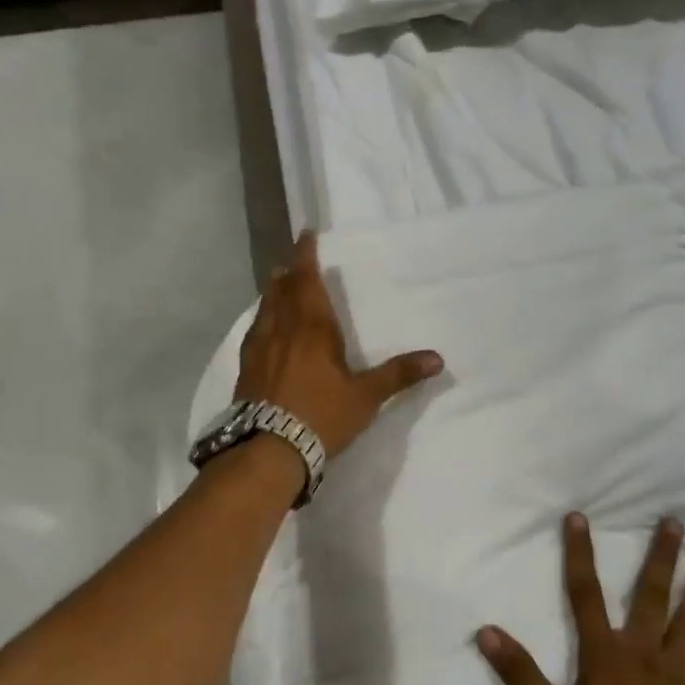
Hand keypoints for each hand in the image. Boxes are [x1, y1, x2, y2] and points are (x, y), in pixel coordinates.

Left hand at [235, 231, 443, 457]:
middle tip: (293, 262)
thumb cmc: (321, 416)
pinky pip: (254, 332)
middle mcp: (282, 330)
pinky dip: (262, 320)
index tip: (305, 235)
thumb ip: (398, 375)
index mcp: (312, 328)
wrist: (269, 449)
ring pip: (265, 309)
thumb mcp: (365, 397)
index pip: (307, 280)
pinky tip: (263, 330)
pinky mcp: (246, 369)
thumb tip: (437, 358)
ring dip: (273, 293)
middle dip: (289, 273)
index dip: (306, 255)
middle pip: (282, 290)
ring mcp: (259, 349)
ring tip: (277, 285)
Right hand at [477, 514, 684, 684]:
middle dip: (660, 557)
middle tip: (675, 522)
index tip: (579, 517)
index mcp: (605, 657)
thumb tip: (486, 632)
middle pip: (651, 597)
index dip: (579, 555)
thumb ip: (521, 676)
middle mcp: (644, 654)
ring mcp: (680, 677)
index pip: (585, 595)